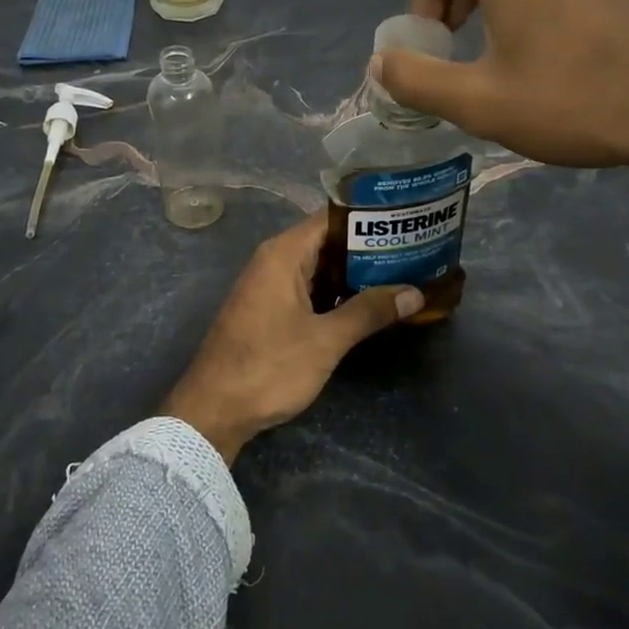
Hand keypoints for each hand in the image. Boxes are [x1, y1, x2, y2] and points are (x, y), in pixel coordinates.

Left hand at [161, 214, 420, 463]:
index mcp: (283, 254)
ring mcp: (269, 286)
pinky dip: (336, 293)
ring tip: (401, 275)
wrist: (213, 410)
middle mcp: (274, 261)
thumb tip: (414, 292)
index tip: (404, 221)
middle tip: (413, 250)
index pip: (331, 218)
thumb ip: (368, 312)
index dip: (368, 218)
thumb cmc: (268, 367)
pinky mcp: (269, 310)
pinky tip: (367, 306)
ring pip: (319, 268)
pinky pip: (309, 289)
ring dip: (354, 274)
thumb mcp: (325, 340)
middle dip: (368, 248)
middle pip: (327, 241)